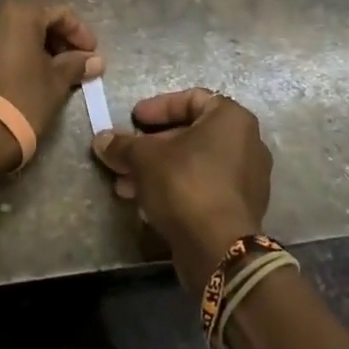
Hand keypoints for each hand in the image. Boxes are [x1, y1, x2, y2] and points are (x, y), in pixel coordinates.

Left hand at [0, 0, 103, 171]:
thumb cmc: (22, 101)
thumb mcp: (56, 82)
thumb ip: (76, 64)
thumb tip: (95, 60)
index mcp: (18, 10)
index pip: (60, 12)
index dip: (80, 33)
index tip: (92, 55)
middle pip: (32, 16)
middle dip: (55, 37)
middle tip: (72, 61)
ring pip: (9, 28)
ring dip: (31, 43)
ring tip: (47, 69)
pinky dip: (8, 51)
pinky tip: (20, 73)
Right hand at [91, 88, 273, 290]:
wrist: (219, 249)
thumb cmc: (185, 185)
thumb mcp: (145, 159)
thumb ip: (123, 145)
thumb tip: (101, 140)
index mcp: (232, 119)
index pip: (192, 99)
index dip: (158, 106)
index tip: (133, 118)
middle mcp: (247, 143)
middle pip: (190, 134)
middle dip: (151, 146)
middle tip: (124, 155)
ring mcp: (246, 179)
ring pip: (194, 164)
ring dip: (158, 171)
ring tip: (125, 185)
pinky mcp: (240, 209)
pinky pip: (203, 188)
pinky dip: (176, 189)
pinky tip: (145, 204)